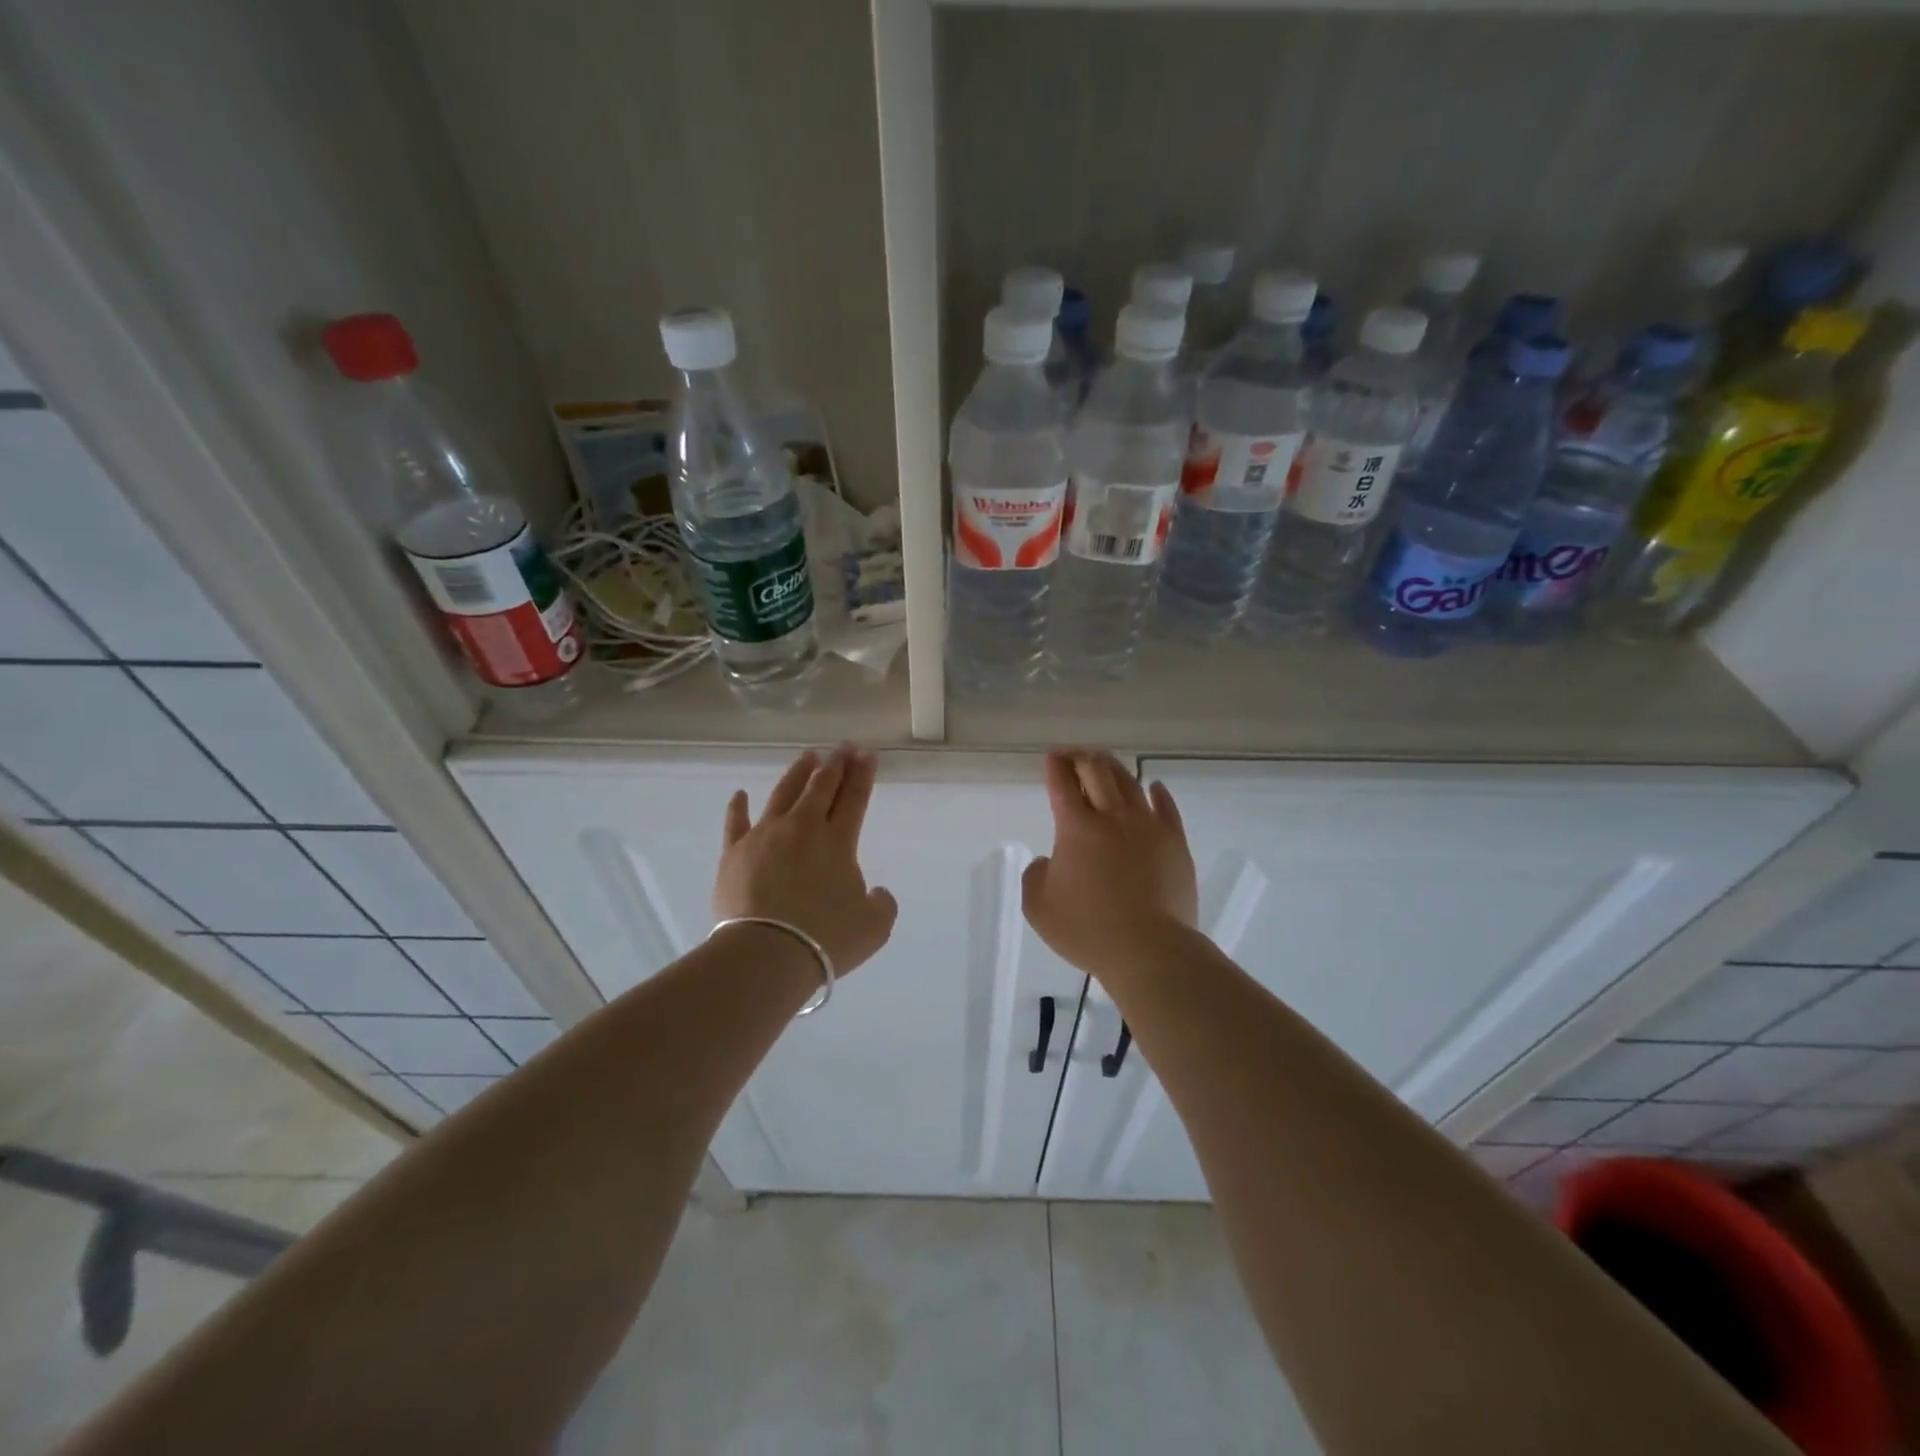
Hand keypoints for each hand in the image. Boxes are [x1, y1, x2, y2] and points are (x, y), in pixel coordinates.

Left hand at [714, 747, 897, 974]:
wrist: (767, 953)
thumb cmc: (826, 939)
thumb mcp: (874, 927)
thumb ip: (882, 903)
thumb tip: (877, 892)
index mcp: (838, 841)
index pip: (854, 799)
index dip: (862, 775)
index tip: (867, 756)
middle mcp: (803, 828)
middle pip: (821, 787)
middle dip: (836, 764)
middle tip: (843, 748)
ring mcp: (765, 836)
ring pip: (783, 793)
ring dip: (798, 773)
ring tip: (807, 757)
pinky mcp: (734, 852)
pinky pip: (735, 822)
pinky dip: (738, 807)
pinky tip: (740, 794)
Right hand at [1022, 750, 1198, 978]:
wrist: (1149, 950)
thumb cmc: (1088, 930)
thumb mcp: (1038, 907)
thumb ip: (1035, 876)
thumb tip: (1049, 861)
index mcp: (1076, 827)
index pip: (1063, 784)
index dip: (1055, 766)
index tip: (1052, 758)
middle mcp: (1112, 816)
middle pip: (1097, 772)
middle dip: (1082, 758)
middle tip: (1074, 755)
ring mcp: (1148, 826)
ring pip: (1130, 783)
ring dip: (1114, 768)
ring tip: (1106, 764)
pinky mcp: (1175, 842)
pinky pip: (1166, 807)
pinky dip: (1157, 792)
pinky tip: (1154, 787)